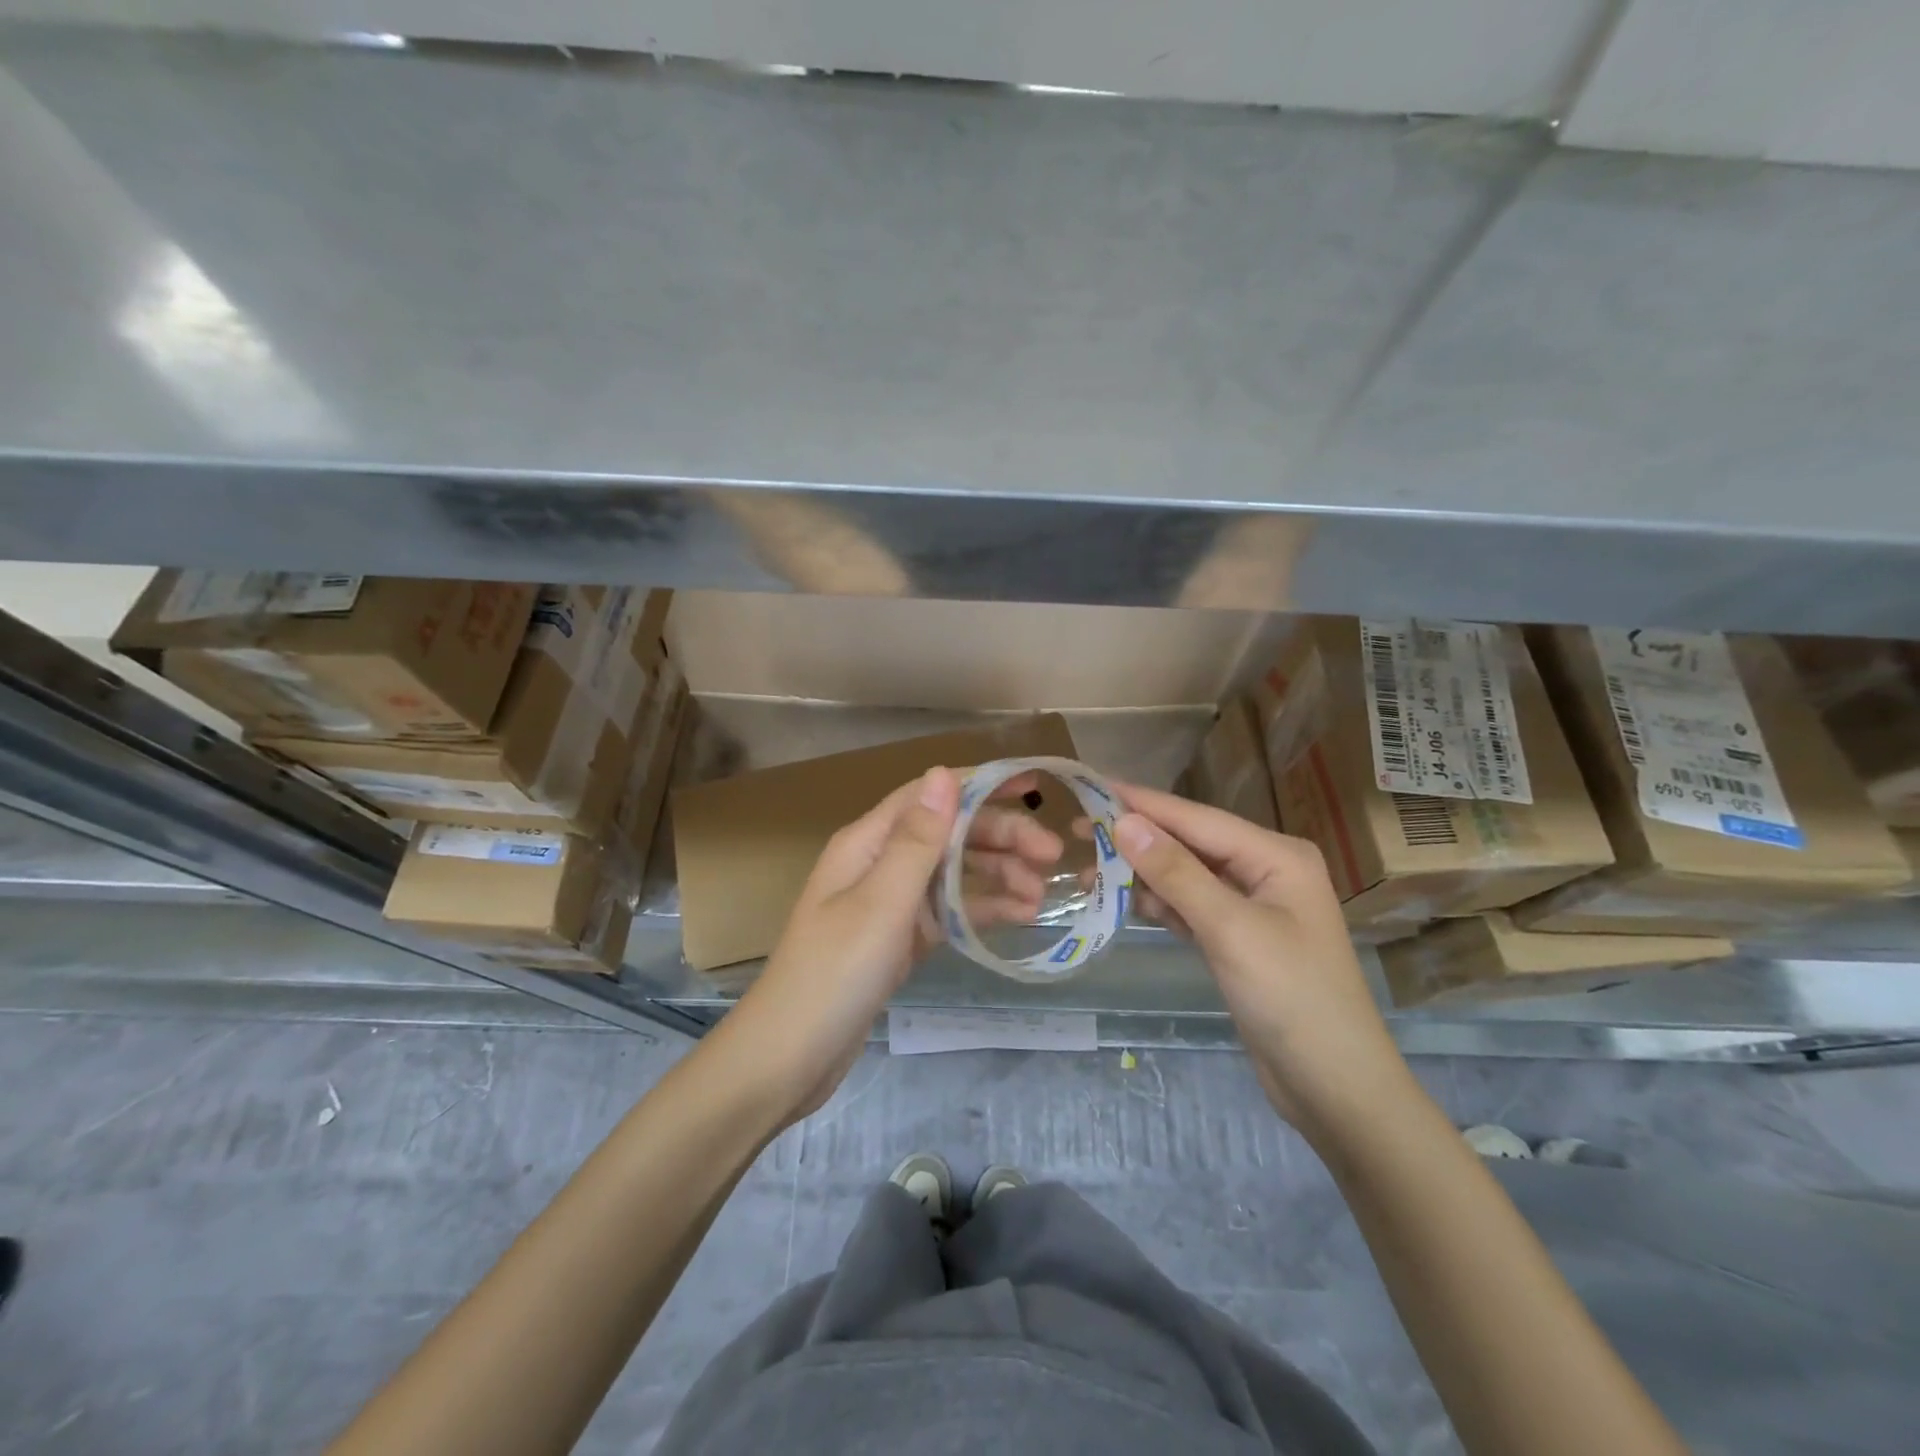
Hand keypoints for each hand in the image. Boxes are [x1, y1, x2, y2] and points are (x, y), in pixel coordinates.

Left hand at [729, 766, 1062, 1122]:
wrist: (790, 1056)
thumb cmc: (835, 971)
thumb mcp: (882, 901)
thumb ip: (918, 838)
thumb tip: (943, 772)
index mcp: (868, 841)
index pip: (930, 796)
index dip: (980, 786)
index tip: (1031, 788)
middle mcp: (880, 862)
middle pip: (948, 833)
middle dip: (1000, 836)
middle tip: (1052, 855)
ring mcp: (890, 902)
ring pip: (953, 872)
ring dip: (997, 875)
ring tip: (1042, 895)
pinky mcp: (899, 938)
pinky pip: (948, 911)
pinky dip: (982, 909)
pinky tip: (1020, 917)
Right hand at [1111, 783, 1415, 1134]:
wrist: (1335, 1088)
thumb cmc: (1292, 998)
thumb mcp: (1230, 929)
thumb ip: (1175, 872)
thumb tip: (1123, 821)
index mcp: (1276, 855)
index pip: (1196, 818)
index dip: (1141, 803)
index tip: (1090, 787)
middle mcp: (1264, 870)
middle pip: (1188, 843)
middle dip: (1135, 840)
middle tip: (1076, 833)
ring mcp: (1251, 906)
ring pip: (1184, 876)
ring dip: (1140, 875)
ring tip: (1086, 874)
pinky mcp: (1237, 939)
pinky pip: (1188, 907)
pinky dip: (1158, 905)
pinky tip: (1122, 903)